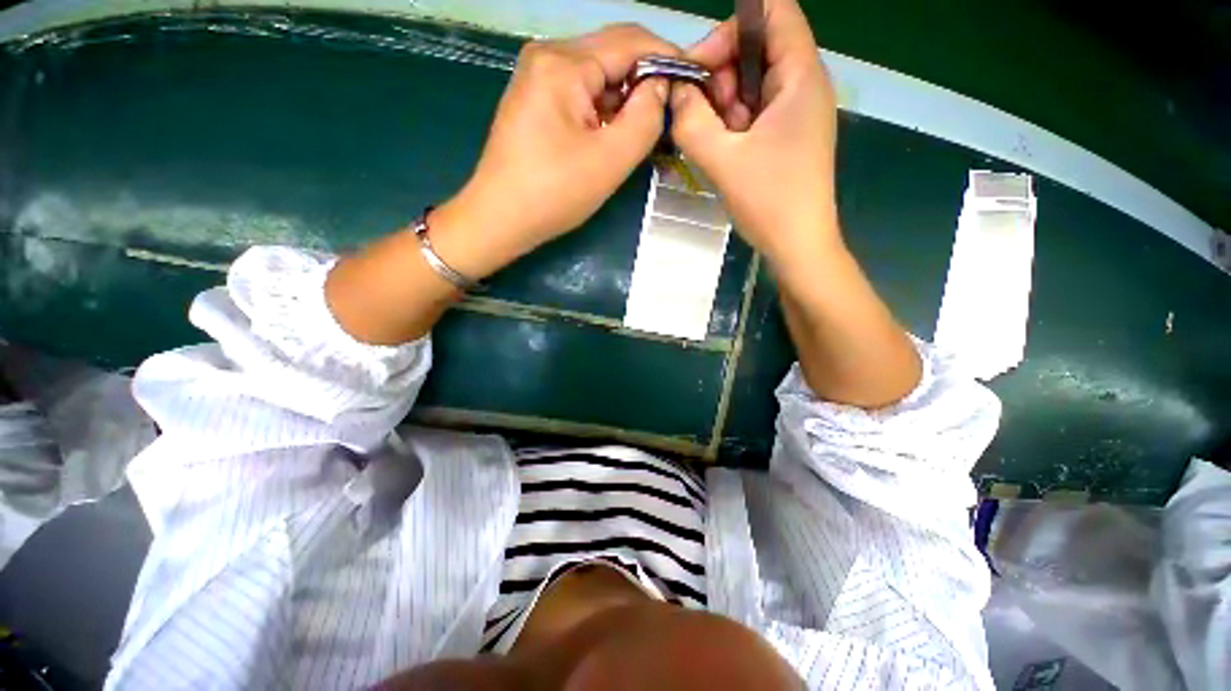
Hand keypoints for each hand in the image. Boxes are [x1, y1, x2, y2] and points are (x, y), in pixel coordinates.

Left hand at [434, 25, 677, 278]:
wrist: (499, 219)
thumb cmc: (554, 194)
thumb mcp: (610, 159)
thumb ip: (646, 117)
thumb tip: (660, 87)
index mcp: (564, 63)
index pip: (631, 41)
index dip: (669, 58)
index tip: (695, 82)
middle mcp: (548, 56)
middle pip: (613, 53)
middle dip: (647, 80)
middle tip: (672, 113)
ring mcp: (538, 77)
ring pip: (598, 76)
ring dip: (626, 99)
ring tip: (647, 130)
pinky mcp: (536, 100)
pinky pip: (582, 93)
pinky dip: (605, 110)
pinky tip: (616, 134)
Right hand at [668, 0, 838, 265]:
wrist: (798, 245)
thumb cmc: (769, 202)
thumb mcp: (722, 160)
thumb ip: (691, 121)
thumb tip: (676, 92)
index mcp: (801, 76)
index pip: (774, 11)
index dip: (732, 29)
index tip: (700, 69)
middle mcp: (804, 84)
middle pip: (759, 47)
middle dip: (722, 75)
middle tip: (702, 116)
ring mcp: (798, 111)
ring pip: (754, 82)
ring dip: (725, 104)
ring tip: (714, 141)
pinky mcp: (789, 134)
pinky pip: (757, 111)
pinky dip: (734, 123)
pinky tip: (725, 150)